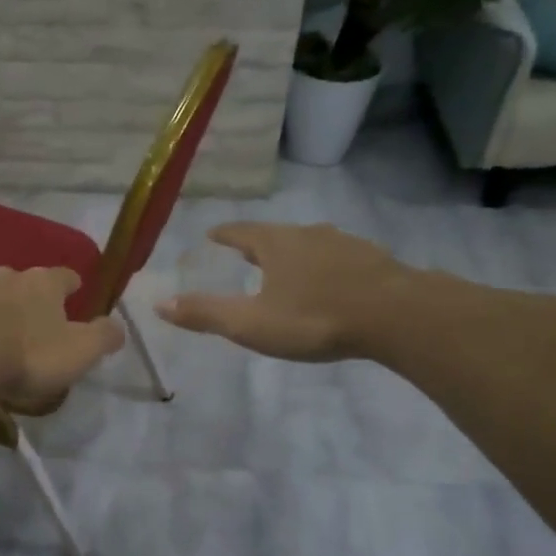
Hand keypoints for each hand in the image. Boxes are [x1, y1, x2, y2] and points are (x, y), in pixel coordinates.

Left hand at [0, 266, 124, 406]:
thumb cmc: (26, 354)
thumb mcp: (78, 351)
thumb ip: (103, 337)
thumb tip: (119, 326)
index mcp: (42, 284)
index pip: (64, 276)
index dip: (72, 286)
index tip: (76, 294)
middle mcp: (3, 277)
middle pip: (21, 282)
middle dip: (27, 297)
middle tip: (32, 322)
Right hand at [156, 222, 422, 361]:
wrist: (395, 316)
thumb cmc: (314, 318)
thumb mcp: (251, 323)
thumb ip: (206, 314)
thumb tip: (159, 303)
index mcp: (275, 244)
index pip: (241, 231)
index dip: (225, 234)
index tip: (213, 235)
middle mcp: (308, 234)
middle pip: (276, 234)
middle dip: (259, 244)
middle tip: (247, 254)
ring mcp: (345, 244)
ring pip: (311, 244)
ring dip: (295, 254)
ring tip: (288, 268)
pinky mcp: (374, 261)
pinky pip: (340, 259)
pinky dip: (327, 267)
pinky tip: (332, 283)